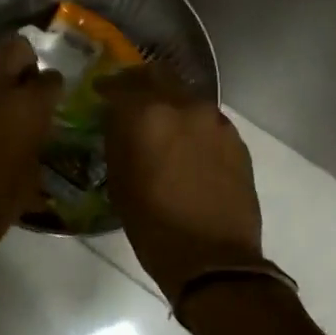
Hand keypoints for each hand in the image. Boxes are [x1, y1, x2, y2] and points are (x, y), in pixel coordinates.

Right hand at [99, 66, 263, 302]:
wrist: (214, 258)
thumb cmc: (154, 227)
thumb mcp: (120, 184)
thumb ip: (118, 142)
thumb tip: (118, 123)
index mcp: (147, 116)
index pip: (120, 85)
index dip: (107, 87)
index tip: (100, 93)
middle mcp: (183, 106)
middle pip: (158, 75)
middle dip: (140, 82)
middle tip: (128, 97)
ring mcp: (215, 121)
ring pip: (186, 95)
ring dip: (169, 101)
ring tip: (159, 122)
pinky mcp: (236, 139)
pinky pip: (207, 119)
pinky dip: (191, 123)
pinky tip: (186, 144)